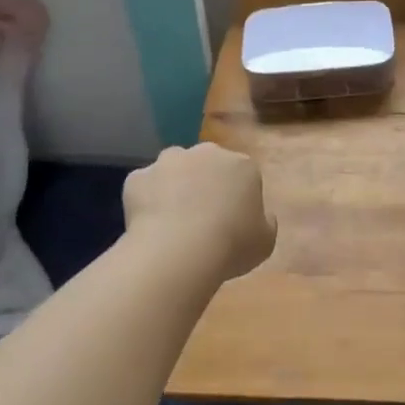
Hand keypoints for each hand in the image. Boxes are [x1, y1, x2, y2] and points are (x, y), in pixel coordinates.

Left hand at [124, 143, 275, 281]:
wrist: (178, 252)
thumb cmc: (232, 245)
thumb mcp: (266, 241)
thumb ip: (265, 221)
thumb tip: (259, 215)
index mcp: (242, 165)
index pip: (243, 175)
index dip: (237, 198)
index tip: (232, 222)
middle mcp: (206, 153)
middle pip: (207, 165)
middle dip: (204, 184)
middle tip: (202, 218)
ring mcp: (168, 161)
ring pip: (173, 170)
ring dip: (174, 187)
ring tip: (173, 221)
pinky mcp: (138, 177)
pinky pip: (145, 187)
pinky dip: (147, 201)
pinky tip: (151, 226)